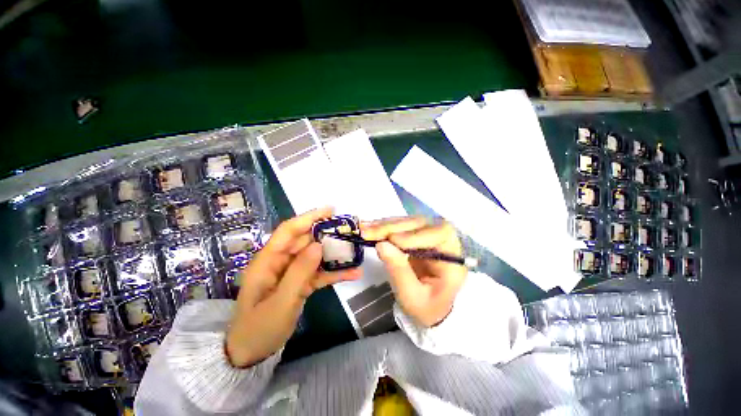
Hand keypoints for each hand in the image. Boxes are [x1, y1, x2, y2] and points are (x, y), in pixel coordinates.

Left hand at [226, 207, 360, 367]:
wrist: (250, 356)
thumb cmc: (258, 330)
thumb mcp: (280, 303)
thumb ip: (299, 272)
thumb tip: (319, 245)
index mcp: (268, 260)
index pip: (289, 230)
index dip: (309, 217)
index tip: (330, 210)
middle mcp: (280, 262)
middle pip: (305, 241)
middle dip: (327, 234)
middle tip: (349, 230)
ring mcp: (290, 273)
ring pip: (315, 256)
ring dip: (334, 253)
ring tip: (354, 249)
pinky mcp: (299, 284)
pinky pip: (318, 273)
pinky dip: (334, 272)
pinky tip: (352, 273)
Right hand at [361, 217, 466, 326]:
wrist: (428, 308)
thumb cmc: (425, 308)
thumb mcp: (412, 297)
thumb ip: (399, 271)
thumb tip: (381, 244)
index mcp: (453, 259)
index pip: (440, 235)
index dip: (416, 235)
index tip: (392, 240)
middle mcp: (444, 242)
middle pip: (422, 223)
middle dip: (394, 227)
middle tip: (370, 231)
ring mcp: (429, 236)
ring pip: (409, 221)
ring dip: (386, 224)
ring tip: (365, 228)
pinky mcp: (417, 236)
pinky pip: (401, 226)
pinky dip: (385, 227)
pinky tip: (370, 227)